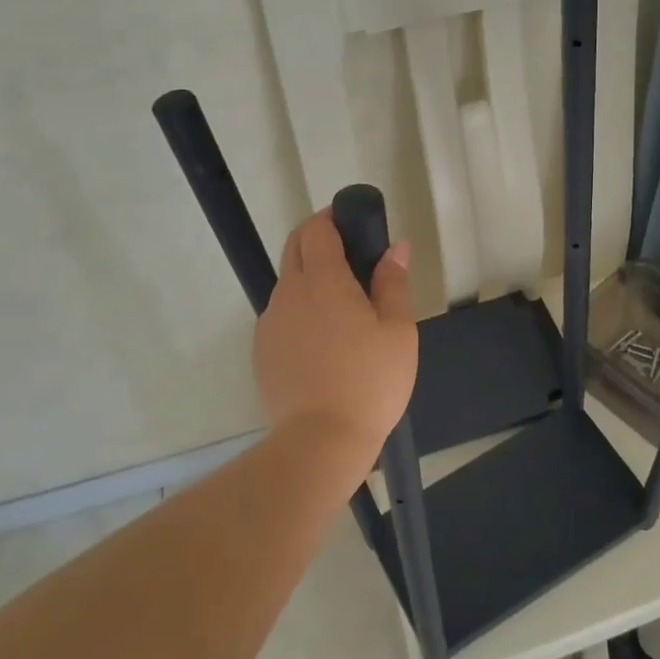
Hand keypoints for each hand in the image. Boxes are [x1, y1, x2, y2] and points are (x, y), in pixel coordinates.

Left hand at [254, 210, 417, 450]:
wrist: (321, 441)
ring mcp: (270, 322)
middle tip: (350, 256)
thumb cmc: (370, 382)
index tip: (353, 223)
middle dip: (317, 239)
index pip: (318, 229)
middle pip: (295, 248)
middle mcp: (289, 293)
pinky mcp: (262, 350)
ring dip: (309, 277)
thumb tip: (395, 248)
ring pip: (287, 283)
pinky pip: (280, 315)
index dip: (332, 217)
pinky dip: (299, 310)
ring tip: (341, 306)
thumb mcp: (397, 331)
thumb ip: (393, 283)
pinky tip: (322, 340)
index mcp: (323, 281)